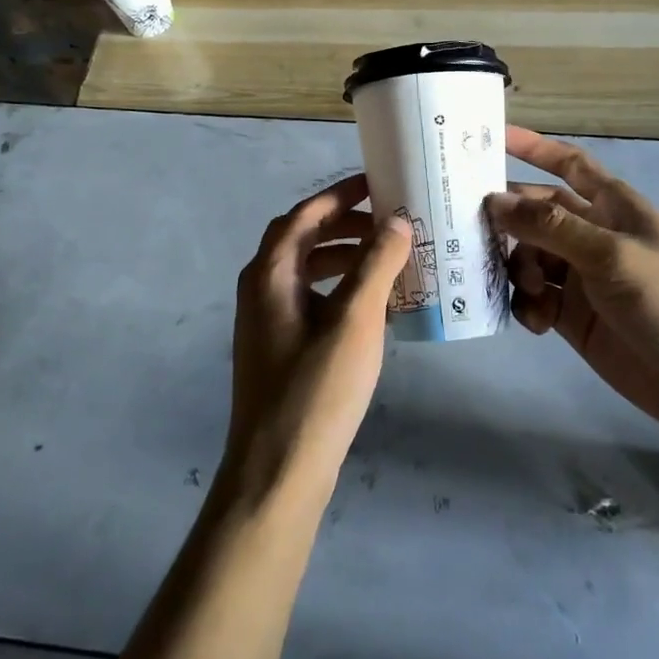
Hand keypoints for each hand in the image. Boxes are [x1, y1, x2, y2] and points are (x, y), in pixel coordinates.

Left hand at [223, 175, 411, 501]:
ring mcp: (267, 323)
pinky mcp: (279, 350)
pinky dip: (340, 291)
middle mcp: (261, 290)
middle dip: (345, 225)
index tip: (377, 184)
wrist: (277, 475)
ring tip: (388, 261)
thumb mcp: (354, 320)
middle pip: (303, 239)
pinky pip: (312, 301)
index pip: (305, 215)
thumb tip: (397, 221)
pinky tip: (373, 308)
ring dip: (345, 258)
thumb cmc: (316, 389)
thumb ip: (376, 264)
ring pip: (308, 271)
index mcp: (270, 273)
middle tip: (389, 223)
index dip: (340, 195)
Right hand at [490, 126, 658, 438]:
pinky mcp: (570, 315)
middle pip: (536, 212)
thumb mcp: (609, 254)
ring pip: (528, 256)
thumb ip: (550, 225)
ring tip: (530, 289)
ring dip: (519, 268)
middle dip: (509, 218)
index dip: (533, 147)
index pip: (568, 164)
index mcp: (612, 206)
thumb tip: (494, 200)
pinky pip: (533, 298)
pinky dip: (526, 305)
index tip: (491, 137)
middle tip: (471, 229)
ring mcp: (579, 275)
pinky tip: (536, 321)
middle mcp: (591, 234)